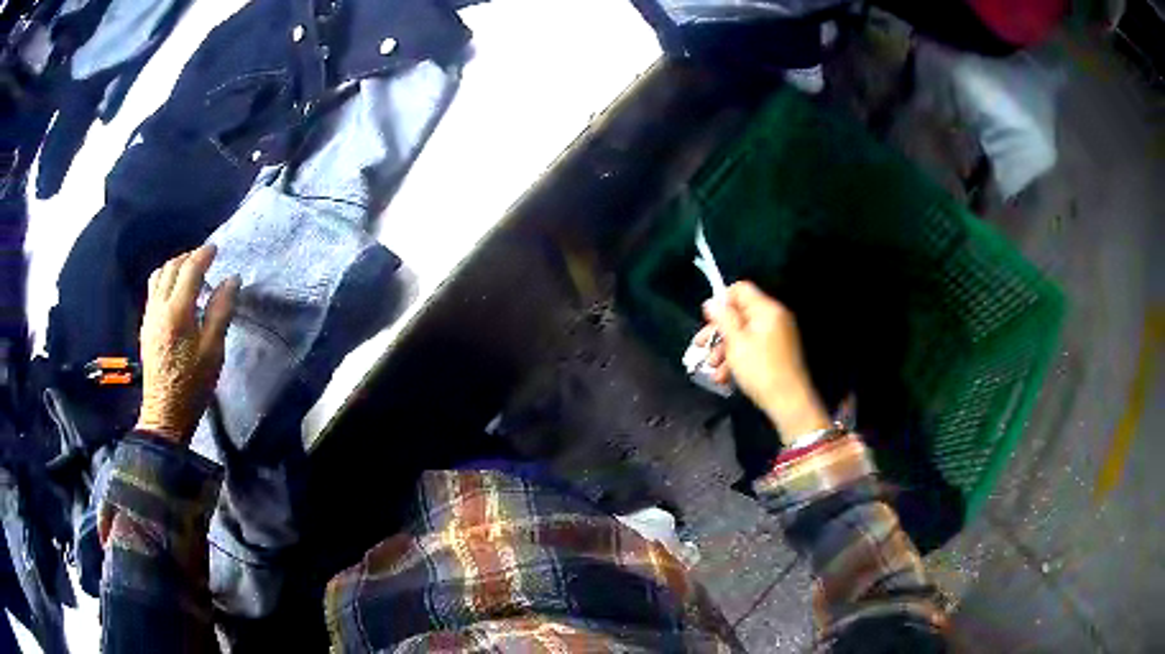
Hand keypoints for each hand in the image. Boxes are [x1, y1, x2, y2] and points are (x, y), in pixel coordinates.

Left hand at [136, 245, 239, 443]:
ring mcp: (149, 316)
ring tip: (188, 273)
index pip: (190, 270)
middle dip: (188, 257)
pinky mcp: (145, 327)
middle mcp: (159, 306)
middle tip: (204, 259)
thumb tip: (231, 280)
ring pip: (158, 276)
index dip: (204, 255)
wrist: (164, 414)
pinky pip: (153, 290)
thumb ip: (221, 311)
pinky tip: (175, 294)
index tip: (216, 248)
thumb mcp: (213, 351)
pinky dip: (165, 280)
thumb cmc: (193, 385)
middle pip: (171, 267)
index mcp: (178, 311)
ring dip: (174, 267)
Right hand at [694, 281, 829, 443]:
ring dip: (725, 349)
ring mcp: (777, 336)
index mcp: (766, 310)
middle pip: (740, 314)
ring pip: (744, 334)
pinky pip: (753, 347)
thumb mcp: (736, 343)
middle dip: (718, 331)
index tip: (707, 320)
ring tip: (712, 369)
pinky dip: (738, 358)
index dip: (722, 301)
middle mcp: (773, 318)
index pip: (741, 290)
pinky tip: (724, 377)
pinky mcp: (776, 353)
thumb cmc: (761, 370)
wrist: (789, 402)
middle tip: (700, 346)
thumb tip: (712, 301)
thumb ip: (723, 319)